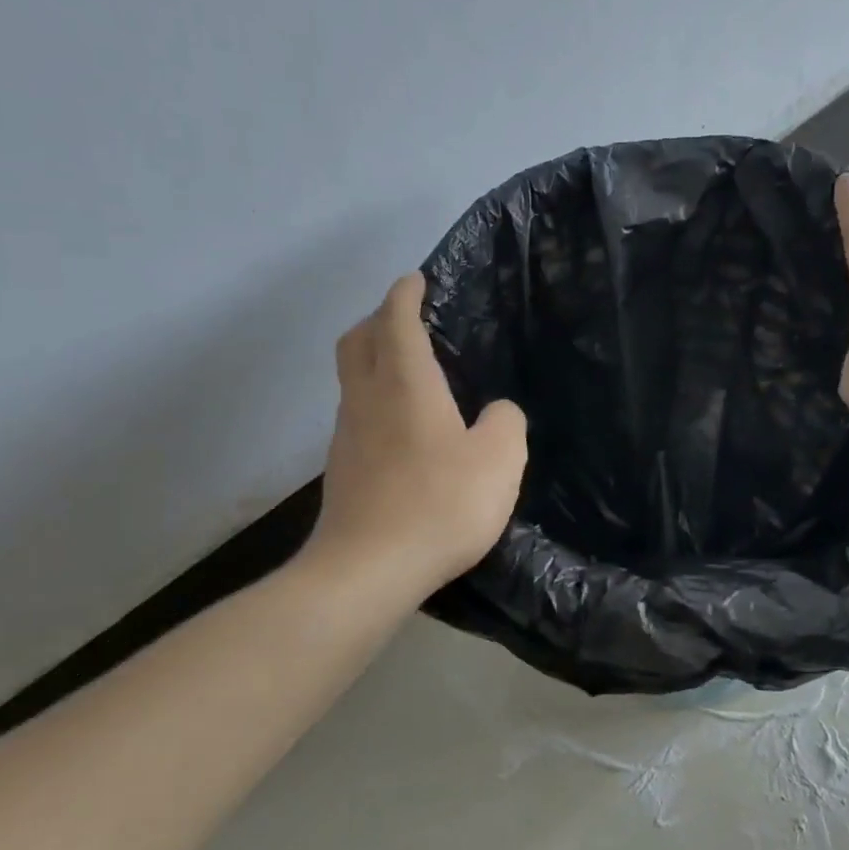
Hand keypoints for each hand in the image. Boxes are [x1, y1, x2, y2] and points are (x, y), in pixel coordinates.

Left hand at [302, 273, 527, 592]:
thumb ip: (506, 423)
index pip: (396, 320)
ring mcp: (347, 435)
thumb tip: (496, 412)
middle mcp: (367, 399)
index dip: (405, 294)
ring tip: (410, 372)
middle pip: (357, 341)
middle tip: (406, 319)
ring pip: (353, 378)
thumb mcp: (500, 460)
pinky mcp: (342, 469)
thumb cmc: (440, 504)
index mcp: (406, 384)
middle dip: (378, 319)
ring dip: (373, 361)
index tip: (416, 280)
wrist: (368, 569)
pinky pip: (356, 414)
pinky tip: (403, 428)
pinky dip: (375, 400)